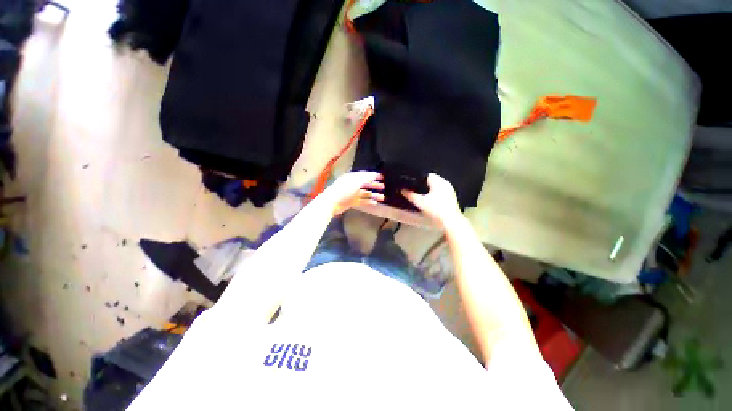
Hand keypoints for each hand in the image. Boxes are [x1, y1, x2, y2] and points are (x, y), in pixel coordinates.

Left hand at [318, 171, 384, 215]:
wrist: (331, 203)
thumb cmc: (343, 190)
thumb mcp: (355, 182)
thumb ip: (365, 178)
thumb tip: (373, 175)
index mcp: (352, 177)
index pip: (364, 175)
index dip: (373, 175)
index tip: (382, 177)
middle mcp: (352, 184)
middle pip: (365, 184)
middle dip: (374, 185)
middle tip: (383, 187)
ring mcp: (352, 193)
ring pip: (365, 193)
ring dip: (373, 195)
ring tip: (382, 198)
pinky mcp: (351, 202)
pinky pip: (362, 201)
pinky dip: (368, 201)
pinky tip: (375, 203)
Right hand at [402, 174, 462, 227]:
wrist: (451, 222)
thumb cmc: (436, 210)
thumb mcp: (420, 202)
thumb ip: (410, 195)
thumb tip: (403, 191)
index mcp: (439, 182)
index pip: (427, 175)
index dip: (419, 180)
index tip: (413, 185)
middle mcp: (446, 184)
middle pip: (432, 181)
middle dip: (424, 186)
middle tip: (416, 192)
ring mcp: (450, 191)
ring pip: (437, 188)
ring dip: (430, 191)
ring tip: (422, 197)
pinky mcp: (452, 199)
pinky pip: (441, 194)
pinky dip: (435, 196)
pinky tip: (431, 203)